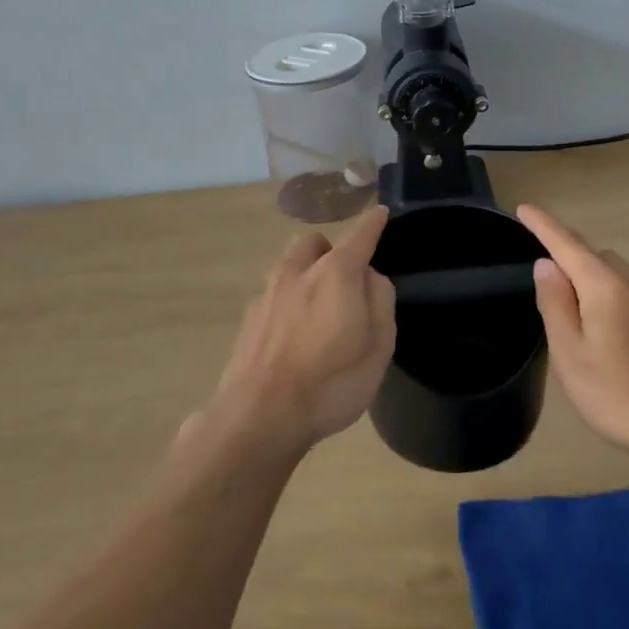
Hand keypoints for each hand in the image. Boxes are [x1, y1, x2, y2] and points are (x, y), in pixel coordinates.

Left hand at [203, 205, 395, 456]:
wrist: (261, 415)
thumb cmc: (332, 381)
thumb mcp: (379, 345)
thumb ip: (380, 300)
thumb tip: (370, 276)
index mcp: (336, 273)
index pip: (359, 235)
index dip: (372, 223)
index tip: (380, 213)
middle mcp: (297, 272)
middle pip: (313, 244)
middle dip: (329, 250)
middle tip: (344, 278)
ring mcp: (267, 295)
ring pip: (288, 267)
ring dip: (305, 274)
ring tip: (316, 309)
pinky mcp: (248, 320)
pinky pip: (273, 296)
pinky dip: (287, 303)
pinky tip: (292, 335)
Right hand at [517, 204, 628, 454]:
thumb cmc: (617, 394)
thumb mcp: (570, 353)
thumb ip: (555, 303)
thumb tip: (546, 265)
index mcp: (605, 288)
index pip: (568, 245)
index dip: (544, 225)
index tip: (524, 208)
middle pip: (595, 256)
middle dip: (568, 256)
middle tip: (545, 282)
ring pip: (616, 274)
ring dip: (591, 277)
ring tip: (574, 311)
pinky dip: (610, 294)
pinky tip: (607, 328)